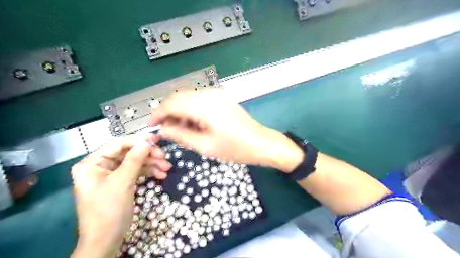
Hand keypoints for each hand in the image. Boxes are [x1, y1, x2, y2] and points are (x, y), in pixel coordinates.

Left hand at [70, 134, 171, 256]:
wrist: (106, 241)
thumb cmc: (108, 211)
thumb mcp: (122, 183)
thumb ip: (134, 160)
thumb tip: (147, 141)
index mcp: (92, 163)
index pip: (118, 145)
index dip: (138, 141)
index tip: (157, 140)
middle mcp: (101, 166)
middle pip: (129, 153)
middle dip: (148, 155)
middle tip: (165, 157)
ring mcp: (112, 174)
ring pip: (135, 162)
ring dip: (152, 164)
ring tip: (167, 169)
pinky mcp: (121, 182)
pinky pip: (137, 172)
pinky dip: (149, 172)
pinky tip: (161, 175)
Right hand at [149, 89, 303, 171]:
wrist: (261, 143)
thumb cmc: (236, 149)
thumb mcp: (205, 146)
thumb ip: (180, 136)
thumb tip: (162, 130)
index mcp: (205, 106)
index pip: (172, 103)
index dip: (158, 113)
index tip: (152, 125)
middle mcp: (210, 94)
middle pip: (179, 97)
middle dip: (168, 111)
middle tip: (165, 129)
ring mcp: (218, 94)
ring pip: (189, 97)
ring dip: (179, 110)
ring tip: (178, 128)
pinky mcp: (222, 98)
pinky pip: (199, 99)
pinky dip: (191, 109)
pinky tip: (192, 122)